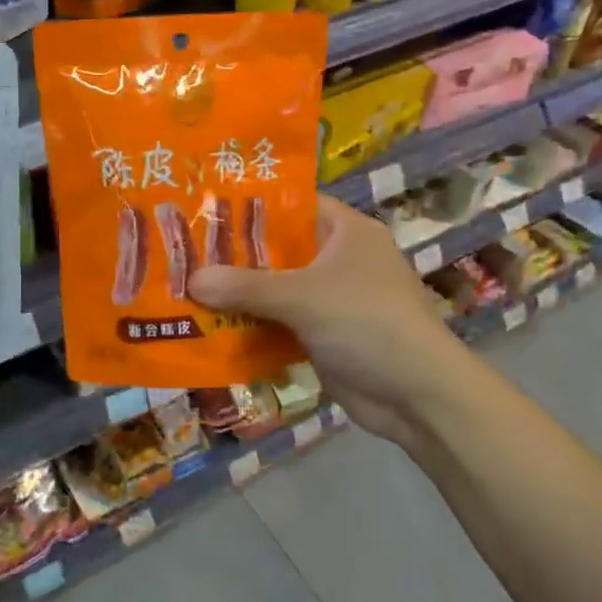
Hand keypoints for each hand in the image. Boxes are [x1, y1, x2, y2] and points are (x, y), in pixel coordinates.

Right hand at [189, 196, 466, 449]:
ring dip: (237, 296)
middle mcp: (338, 259)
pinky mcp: (324, 336)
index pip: (291, 205)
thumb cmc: (367, 323)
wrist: (419, 396)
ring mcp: (332, 300)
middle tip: (183, 252)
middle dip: (233, 256)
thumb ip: (245, 286)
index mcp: (345, 231)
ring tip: (184, 288)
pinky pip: (279, 323)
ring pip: (275, 290)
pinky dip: (251, 326)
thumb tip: (191, 279)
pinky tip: (210, 328)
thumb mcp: (303, 296)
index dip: (250, 206)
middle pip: (277, 250)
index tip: (204, 209)